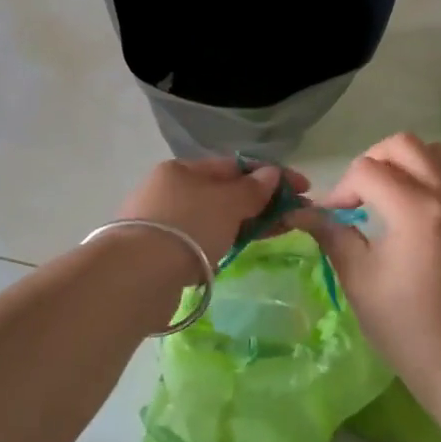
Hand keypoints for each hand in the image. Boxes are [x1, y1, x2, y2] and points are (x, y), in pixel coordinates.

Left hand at [116, 155, 306, 262]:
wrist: (137, 275)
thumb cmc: (187, 227)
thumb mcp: (227, 203)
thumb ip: (252, 190)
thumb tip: (271, 174)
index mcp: (182, 169)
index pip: (234, 165)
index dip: (271, 174)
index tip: (303, 188)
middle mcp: (169, 190)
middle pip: (224, 192)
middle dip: (261, 201)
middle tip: (295, 216)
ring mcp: (163, 222)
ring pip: (214, 217)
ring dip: (245, 223)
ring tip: (276, 233)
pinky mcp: (160, 253)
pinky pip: (202, 240)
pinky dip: (224, 241)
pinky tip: (238, 250)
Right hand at [293, 133, 440, 384]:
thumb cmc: (401, 323)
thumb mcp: (357, 276)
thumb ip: (331, 233)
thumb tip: (301, 212)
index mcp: (414, 211)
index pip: (368, 170)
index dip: (341, 189)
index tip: (333, 217)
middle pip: (405, 145)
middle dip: (373, 161)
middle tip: (359, 196)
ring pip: (434, 154)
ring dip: (403, 164)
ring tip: (385, 197)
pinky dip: (426, 180)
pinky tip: (410, 215)